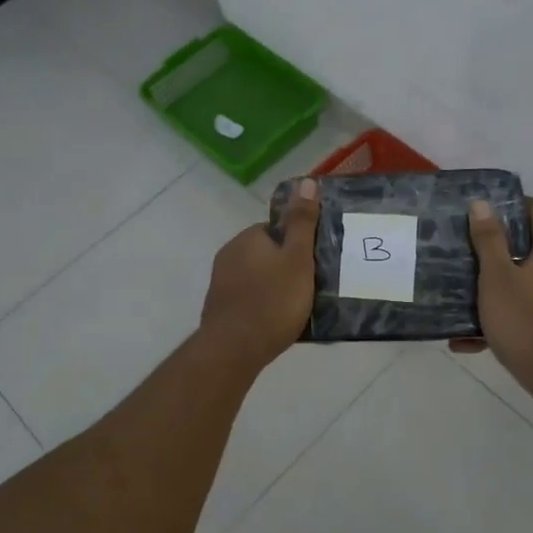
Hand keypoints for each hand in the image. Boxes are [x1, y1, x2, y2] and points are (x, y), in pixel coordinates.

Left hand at [199, 177, 321, 371]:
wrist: (233, 350)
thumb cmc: (272, 301)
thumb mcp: (297, 259)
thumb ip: (302, 222)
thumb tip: (306, 182)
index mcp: (247, 238)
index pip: (276, 230)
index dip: (297, 245)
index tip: (313, 264)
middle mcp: (229, 255)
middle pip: (267, 254)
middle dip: (286, 267)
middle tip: (310, 287)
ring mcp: (221, 283)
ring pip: (257, 277)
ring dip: (274, 288)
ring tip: (296, 308)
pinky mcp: (220, 309)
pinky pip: (248, 299)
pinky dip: (263, 306)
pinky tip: (276, 323)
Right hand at [454, 195, 532, 394]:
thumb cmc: (524, 320)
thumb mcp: (497, 277)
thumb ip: (489, 240)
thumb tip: (482, 203)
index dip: (509, 204)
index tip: (480, 209)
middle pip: (525, 245)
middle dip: (492, 247)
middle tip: (460, 247)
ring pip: (520, 280)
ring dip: (491, 284)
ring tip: (457, 290)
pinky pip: (521, 311)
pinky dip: (497, 317)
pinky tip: (466, 339)